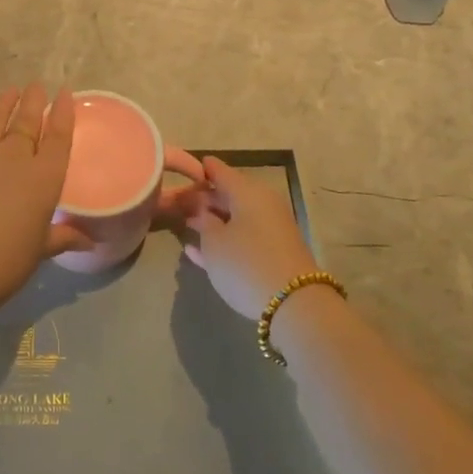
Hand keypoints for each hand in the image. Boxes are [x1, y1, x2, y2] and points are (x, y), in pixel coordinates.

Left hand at [0, 84, 89, 309]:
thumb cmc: (5, 261)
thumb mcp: (40, 250)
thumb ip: (62, 238)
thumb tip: (90, 243)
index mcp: (44, 178)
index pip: (59, 138)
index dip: (64, 114)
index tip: (65, 94)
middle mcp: (14, 158)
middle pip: (27, 122)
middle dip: (34, 102)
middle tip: (37, 86)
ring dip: (3, 102)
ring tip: (10, 90)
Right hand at [180, 156, 320, 319]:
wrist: (293, 303)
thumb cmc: (245, 263)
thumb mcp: (214, 242)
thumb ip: (203, 222)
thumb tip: (203, 212)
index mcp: (247, 191)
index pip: (219, 170)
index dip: (199, 170)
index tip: (181, 173)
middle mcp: (262, 204)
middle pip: (229, 194)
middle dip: (204, 199)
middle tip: (179, 204)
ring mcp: (271, 229)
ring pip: (236, 218)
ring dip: (213, 221)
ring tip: (187, 224)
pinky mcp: (274, 252)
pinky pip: (244, 238)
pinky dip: (225, 240)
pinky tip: (200, 251)